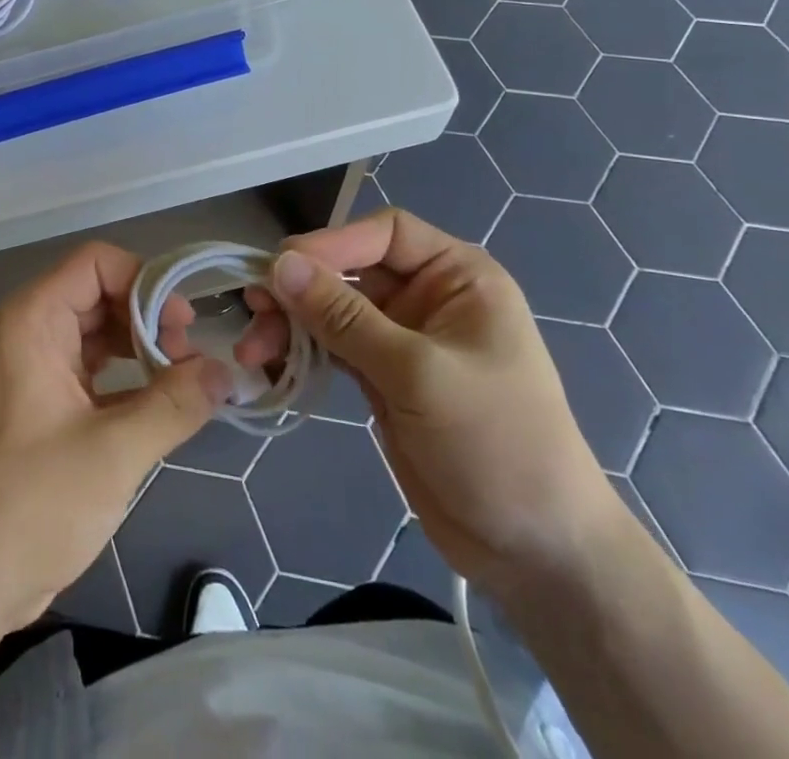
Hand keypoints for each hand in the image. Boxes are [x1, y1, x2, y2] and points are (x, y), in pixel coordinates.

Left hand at [0, 242, 232, 633]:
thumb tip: (226, 371)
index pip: (97, 262)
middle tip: (190, 359)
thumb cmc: (29, 507)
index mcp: (32, 321)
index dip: (146, 281)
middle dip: (149, 318)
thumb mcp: (114, 453)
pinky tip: (158, 404)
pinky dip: (124, 378)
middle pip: (99, 294)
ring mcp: (29, 368)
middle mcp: (26, 331)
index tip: (184, 326)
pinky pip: (87, 368)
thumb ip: (175, 403)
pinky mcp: (35, 403)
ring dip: (140, 349)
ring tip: (182, 382)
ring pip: (96, 332)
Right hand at [236, 208, 617, 595]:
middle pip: (350, 271)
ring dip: (292, 323)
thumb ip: (344, 318)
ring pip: (333, 311)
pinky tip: (271, 365)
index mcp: (458, 277)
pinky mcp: (383, 378)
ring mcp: (403, 340)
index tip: (282, 266)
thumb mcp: (419, 373)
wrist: (535, 554)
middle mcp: (428, 298)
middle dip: (301, 288)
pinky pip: (333, 348)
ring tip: (253, 349)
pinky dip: (303, 353)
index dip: (334, 243)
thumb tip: (279, 264)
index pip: (386, 234)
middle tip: (253, 308)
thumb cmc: (496, 444)